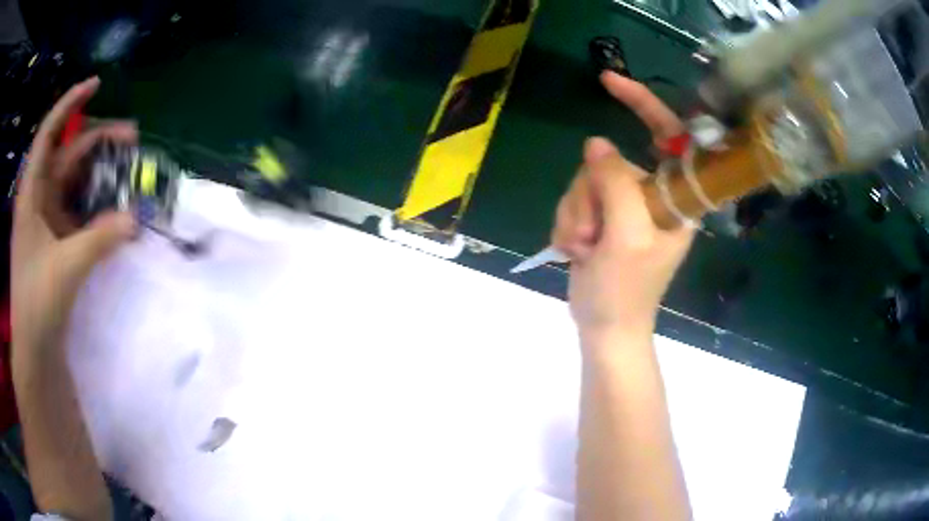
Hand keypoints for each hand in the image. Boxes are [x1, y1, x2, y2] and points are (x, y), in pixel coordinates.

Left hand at [12, 77, 136, 352]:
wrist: (34, 348)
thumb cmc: (36, 303)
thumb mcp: (65, 269)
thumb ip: (99, 240)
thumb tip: (135, 220)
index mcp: (31, 193)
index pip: (48, 133)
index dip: (70, 103)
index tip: (97, 84)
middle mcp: (38, 197)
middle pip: (68, 154)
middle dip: (98, 141)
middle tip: (132, 138)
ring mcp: (47, 218)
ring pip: (74, 180)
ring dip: (99, 172)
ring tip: (128, 168)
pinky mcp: (56, 238)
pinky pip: (78, 208)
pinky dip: (95, 203)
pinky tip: (113, 205)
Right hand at [552, 72, 693, 343]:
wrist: (604, 327)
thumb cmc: (626, 291)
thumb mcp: (627, 238)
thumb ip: (616, 184)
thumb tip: (596, 144)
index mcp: (674, 198)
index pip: (668, 135)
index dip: (644, 104)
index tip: (609, 81)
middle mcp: (651, 194)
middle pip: (609, 161)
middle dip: (590, 197)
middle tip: (594, 237)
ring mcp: (623, 205)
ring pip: (585, 180)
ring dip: (576, 216)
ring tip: (585, 249)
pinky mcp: (600, 215)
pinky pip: (574, 198)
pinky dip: (568, 224)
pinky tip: (577, 251)